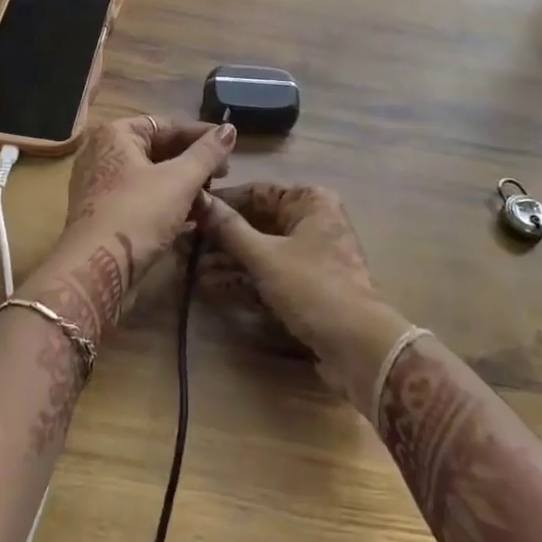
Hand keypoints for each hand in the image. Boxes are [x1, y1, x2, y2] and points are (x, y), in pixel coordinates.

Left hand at [27, 116, 236, 336]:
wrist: (96, 270)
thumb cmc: (138, 214)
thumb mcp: (180, 180)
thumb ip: (207, 153)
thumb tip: (230, 129)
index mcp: (116, 134)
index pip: (167, 125)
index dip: (201, 135)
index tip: (229, 147)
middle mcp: (102, 152)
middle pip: (157, 149)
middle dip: (192, 162)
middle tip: (222, 175)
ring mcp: (100, 184)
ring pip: (150, 176)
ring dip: (182, 184)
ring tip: (210, 196)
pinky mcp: (103, 213)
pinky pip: (141, 198)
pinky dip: (165, 202)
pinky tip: (191, 215)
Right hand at [196, 182, 409, 412]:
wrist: (359, 348)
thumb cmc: (313, 287)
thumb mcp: (265, 256)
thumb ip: (229, 228)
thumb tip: (197, 199)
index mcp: (310, 202)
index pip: (256, 192)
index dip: (221, 203)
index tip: (187, 211)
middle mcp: (311, 222)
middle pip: (256, 223)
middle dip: (219, 237)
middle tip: (182, 244)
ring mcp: (309, 257)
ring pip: (260, 251)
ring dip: (226, 261)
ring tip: (188, 267)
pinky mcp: (305, 288)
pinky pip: (267, 276)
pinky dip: (242, 280)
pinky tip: (209, 286)